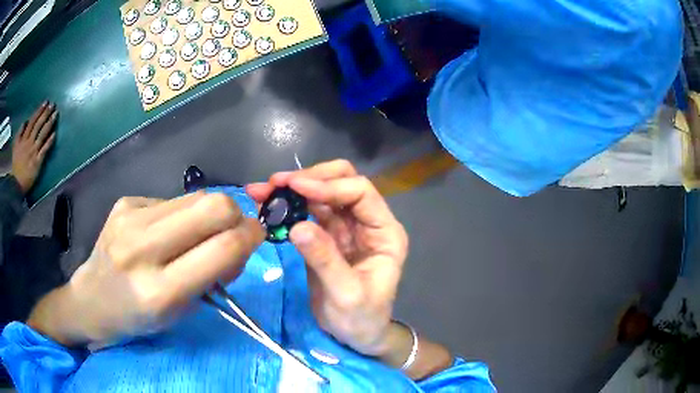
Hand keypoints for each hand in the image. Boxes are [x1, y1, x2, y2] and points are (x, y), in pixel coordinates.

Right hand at [11, 102, 57, 193]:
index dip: (39, 111)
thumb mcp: (15, 147)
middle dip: (46, 113)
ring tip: (56, 114)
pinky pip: (44, 150)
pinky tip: (54, 134)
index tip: (46, 102)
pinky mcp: (37, 162)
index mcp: (23, 139)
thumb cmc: (15, 165)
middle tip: (53, 104)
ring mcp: (33, 152)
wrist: (15, 184)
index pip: (32, 121)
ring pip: (42, 134)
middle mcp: (29, 143)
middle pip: (38, 125)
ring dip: (49, 123)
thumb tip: (25, 121)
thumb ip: (19, 133)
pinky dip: (49, 141)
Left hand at [28, 192, 264, 347]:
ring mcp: (129, 219)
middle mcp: (142, 248)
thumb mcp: (179, 312)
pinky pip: (171, 200)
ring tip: (197, 235)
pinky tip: (166, 232)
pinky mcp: (125, 202)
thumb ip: (210, 274)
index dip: (250, 236)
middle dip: (236, 215)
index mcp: (160, 291)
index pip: (222, 248)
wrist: (91, 299)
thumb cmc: (137, 318)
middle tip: (233, 232)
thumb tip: (236, 240)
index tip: (256, 236)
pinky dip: (181, 215)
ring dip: (209, 214)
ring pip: (194, 197)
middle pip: (212, 206)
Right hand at [247, 160, 408, 356]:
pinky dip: (289, 205)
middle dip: (309, 178)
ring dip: (293, 189)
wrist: (355, 335)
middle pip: (342, 182)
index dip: (328, 185)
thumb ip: (325, 260)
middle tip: (275, 183)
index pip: (360, 192)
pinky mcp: (327, 236)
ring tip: (263, 191)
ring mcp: (346, 227)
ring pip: (321, 193)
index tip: (294, 187)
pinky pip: (308, 211)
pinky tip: (269, 205)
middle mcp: (367, 222)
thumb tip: (298, 226)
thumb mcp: (346, 295)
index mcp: (384, 232)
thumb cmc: (361, 319)